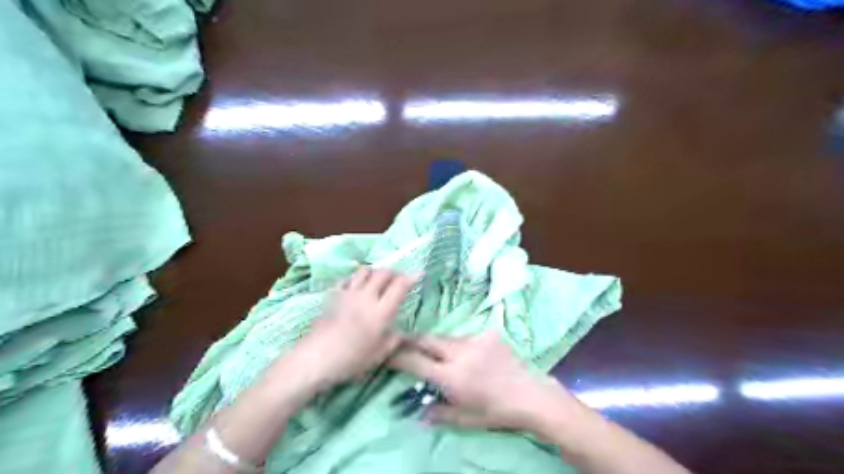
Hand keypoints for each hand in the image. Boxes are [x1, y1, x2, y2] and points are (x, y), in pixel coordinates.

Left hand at [293, 266, 414, 388]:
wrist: (315, 359)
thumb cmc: (350, 360)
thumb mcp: (379, 355)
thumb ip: (394, 341)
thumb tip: (403, 333)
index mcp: (381, 312)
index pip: (399, 286)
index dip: (410, 278)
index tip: (417, 274)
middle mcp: (366, 297)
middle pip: (383, 273)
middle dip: (394, 273)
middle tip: (398, 280)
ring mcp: (348, 293)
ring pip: (365, 270)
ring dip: (375, 272)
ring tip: (378, 281)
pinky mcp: (334, 295)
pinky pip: (348, 278)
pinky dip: (356, 278)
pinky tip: (357, 287)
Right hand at [390, 331, 580, 430]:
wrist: (531, 395)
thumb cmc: (496, 412)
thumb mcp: (465, 419)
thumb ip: (438, 414)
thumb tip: (417, 413)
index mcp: (451, 376)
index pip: (415, 361)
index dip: (397, 356)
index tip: (387, 352)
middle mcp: (459, 353)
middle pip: (427, 339)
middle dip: (413, 342)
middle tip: (406, 345)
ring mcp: (475, 340)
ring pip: (446, 338)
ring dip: (439, 345)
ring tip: (444, 357)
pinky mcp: (488, 334)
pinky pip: (466, 337)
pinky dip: (461, 346)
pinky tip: (472, 357)